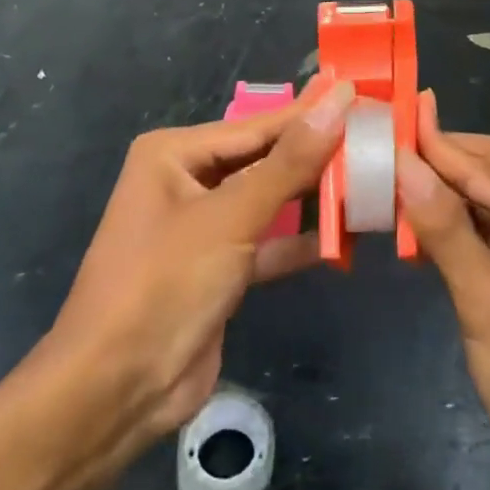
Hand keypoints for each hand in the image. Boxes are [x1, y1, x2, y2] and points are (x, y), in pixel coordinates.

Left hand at [35, 74, 353, 465]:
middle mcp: (186, 181)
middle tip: (374, 138)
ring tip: (369, 180)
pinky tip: (343, 236)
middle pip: (264, 160)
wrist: (114, 393)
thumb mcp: (231, 216)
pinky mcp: (217, 270)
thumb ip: (290, 161)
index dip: (310, 114)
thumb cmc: (165, 283)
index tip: (361, 96)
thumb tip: (337, 100)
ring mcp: (202, 228)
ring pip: (268, 201)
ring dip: (311, 198)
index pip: (257, 126)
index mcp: (174, 154)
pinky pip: (266, 242)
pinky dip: (298, 241)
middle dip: (315, 156)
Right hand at [396, 92, 489, 489]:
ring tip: (392, 172)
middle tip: (389, 140)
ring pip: (484, 202)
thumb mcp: (489, 307)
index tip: (392, 113)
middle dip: (442, 155)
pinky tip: (414, 223)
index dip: (434, 144)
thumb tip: (404, 162)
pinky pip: (483, 234)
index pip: (483, 169)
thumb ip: (447, 231)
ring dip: (442, 189)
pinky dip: (449, 225)